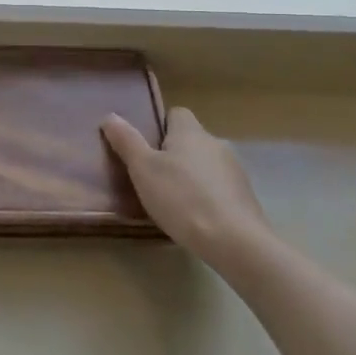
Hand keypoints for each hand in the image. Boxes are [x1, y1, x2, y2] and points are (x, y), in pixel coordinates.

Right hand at [102, 106, 272, 266]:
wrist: (234, 240)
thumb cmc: (181, 198)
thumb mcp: (143, 169)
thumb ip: (126, 141)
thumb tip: (110, 116)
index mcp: (190, 132)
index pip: (176, 114)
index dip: (160, 127)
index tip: (146, 148)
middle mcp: (215, 143)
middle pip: (190, 140)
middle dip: (173, 154)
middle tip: (152, 177)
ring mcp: (234, 170)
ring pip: (205, 165)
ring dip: (191, 176)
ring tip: (172, 201)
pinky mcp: (245, 196)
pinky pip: (218, 187)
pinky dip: (206, 196)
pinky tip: (195, 217)